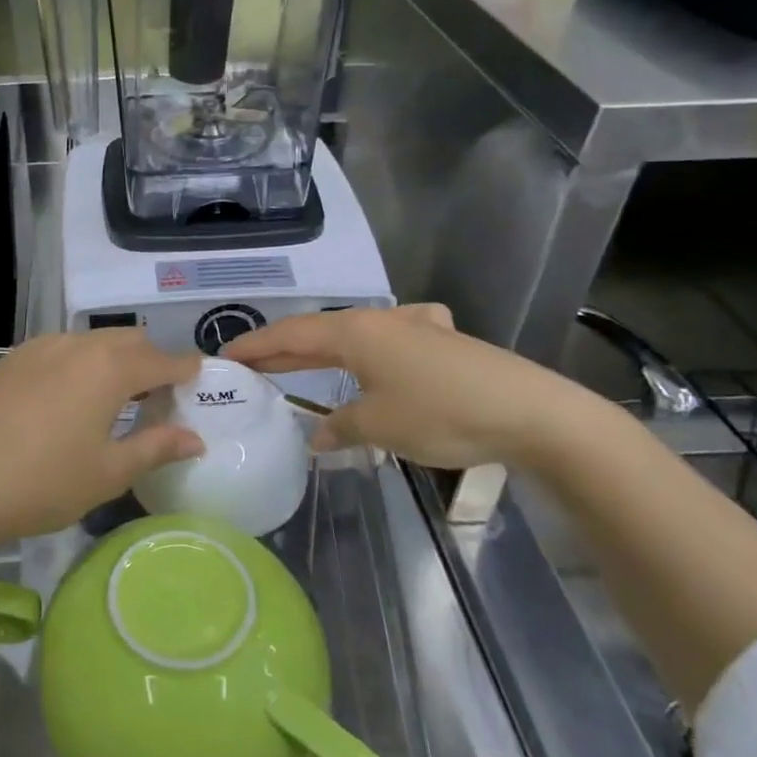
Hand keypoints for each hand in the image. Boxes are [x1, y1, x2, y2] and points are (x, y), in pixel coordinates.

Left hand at [0, 330, 202, 547]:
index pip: (162, 360)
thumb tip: (195, 438)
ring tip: (110, 398)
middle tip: (155, 396)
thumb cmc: (41, 484)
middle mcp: (75, 345)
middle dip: (149, 360)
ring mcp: (36, 348)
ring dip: (110, 360)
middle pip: (126, 341)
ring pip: (88, 342)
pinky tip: (63, 399)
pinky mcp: (7, 361)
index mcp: (108, 369)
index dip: (185, 368)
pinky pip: (55, 352)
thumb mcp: (107, 473)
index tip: (198, 377)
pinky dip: (75, 365)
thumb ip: (156, 448)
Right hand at [223, 305, 597, 469]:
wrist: (532, 412)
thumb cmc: (442, 413)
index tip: (224, 356)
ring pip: (351, 337)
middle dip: (282, 350)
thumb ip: (340, 427)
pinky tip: (380, 356)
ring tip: (297, 367)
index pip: (289, 334)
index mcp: (355, 332)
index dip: (254, 346)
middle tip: (249, 366)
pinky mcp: (441, 341)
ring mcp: (413, 326)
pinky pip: (387, 341)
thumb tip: (317, 436)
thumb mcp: (379, 425)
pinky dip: (365, 353)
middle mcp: (379, 320)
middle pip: (317, 332)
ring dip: (321, 353)